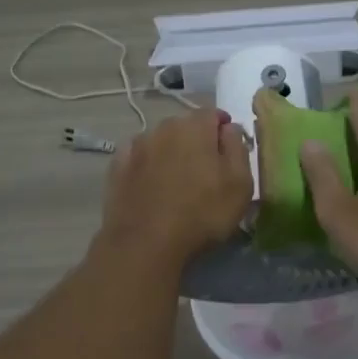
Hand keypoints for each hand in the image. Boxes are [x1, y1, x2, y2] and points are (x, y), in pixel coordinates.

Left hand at [99, 109, 253, 265]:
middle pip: (185, 126)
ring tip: (177, 179)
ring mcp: (137, 146)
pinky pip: (139, 157)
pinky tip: (151, 184)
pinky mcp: (117, 167)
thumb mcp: (240, 184)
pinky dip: (147, 165)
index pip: (214, 113)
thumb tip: (229, 128)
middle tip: (205, 168)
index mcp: (195, 127)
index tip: (229, 147)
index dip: (223, 128)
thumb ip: (237, 148)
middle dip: (197, 139)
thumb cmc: (201, 213)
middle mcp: (164, 127)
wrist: (144, 244)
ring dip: (171, 152)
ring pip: (161, 140)